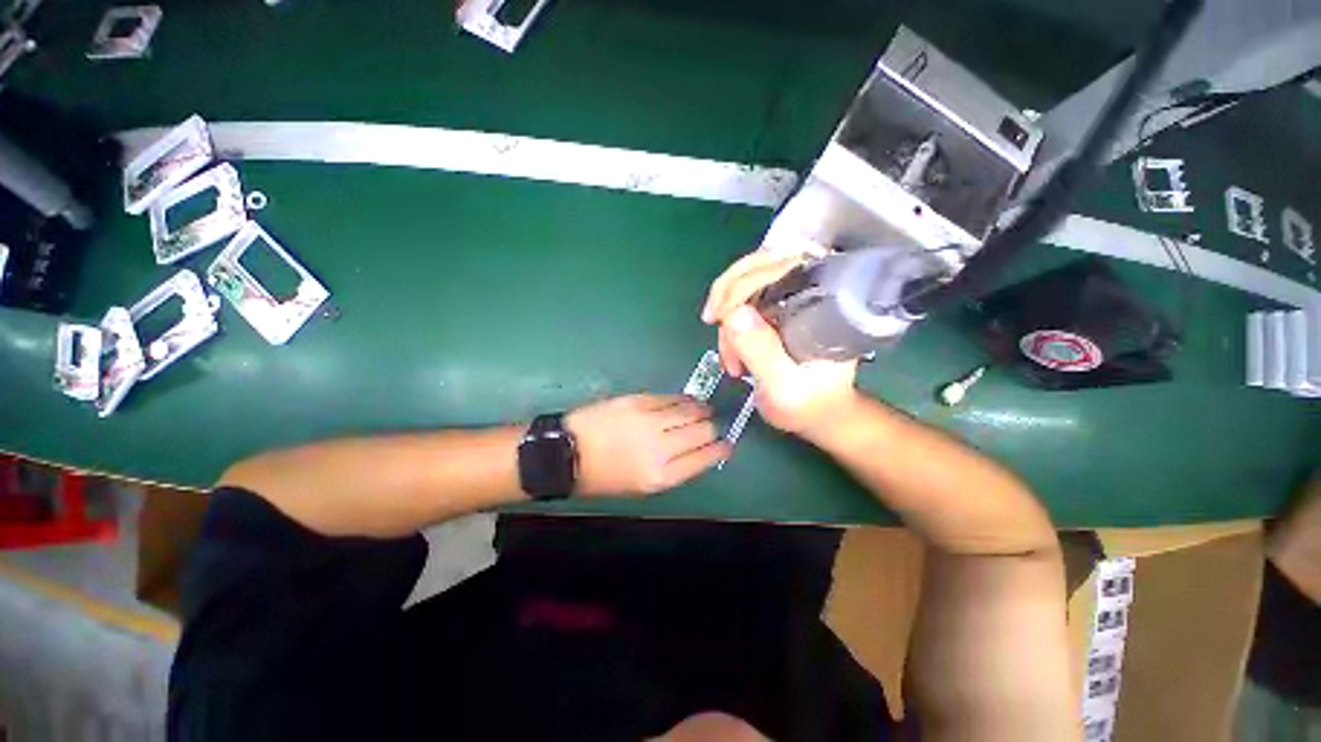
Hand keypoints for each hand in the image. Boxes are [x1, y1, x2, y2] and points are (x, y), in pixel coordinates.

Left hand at [566, 394, 729, 496]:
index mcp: (662, 476)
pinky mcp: (639, 401)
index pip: (705, 458)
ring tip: (704, 411)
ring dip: (702, 410)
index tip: (726, 445)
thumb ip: (673, 469)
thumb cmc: (603, 476)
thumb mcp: (641, 486)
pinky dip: (684, 400)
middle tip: (713, 426)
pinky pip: (672, 398)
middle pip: (703, 431)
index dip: (720, 449)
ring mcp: (650, 420)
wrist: (566, 453)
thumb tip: (697, 451)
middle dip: (714, 428)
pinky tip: (686, 402)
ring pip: (691, 411)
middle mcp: (661, 447)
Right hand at [701, 247, 858, 436]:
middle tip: (711, 321)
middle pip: (757, 266)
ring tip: (732, 362)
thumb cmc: (808, 403)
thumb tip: (733, 313)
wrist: (817, 414)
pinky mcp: (775, 312)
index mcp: (818, 303)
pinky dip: (730, 328)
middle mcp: (805, 293)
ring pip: (744, 286)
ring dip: (727, 321)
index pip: (777, 268)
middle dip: (727, 296)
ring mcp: (788, 301)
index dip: (741, 284)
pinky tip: (733, 356)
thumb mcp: (783, 384)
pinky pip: (742, 305)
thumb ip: (761, 350)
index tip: (718, 316)